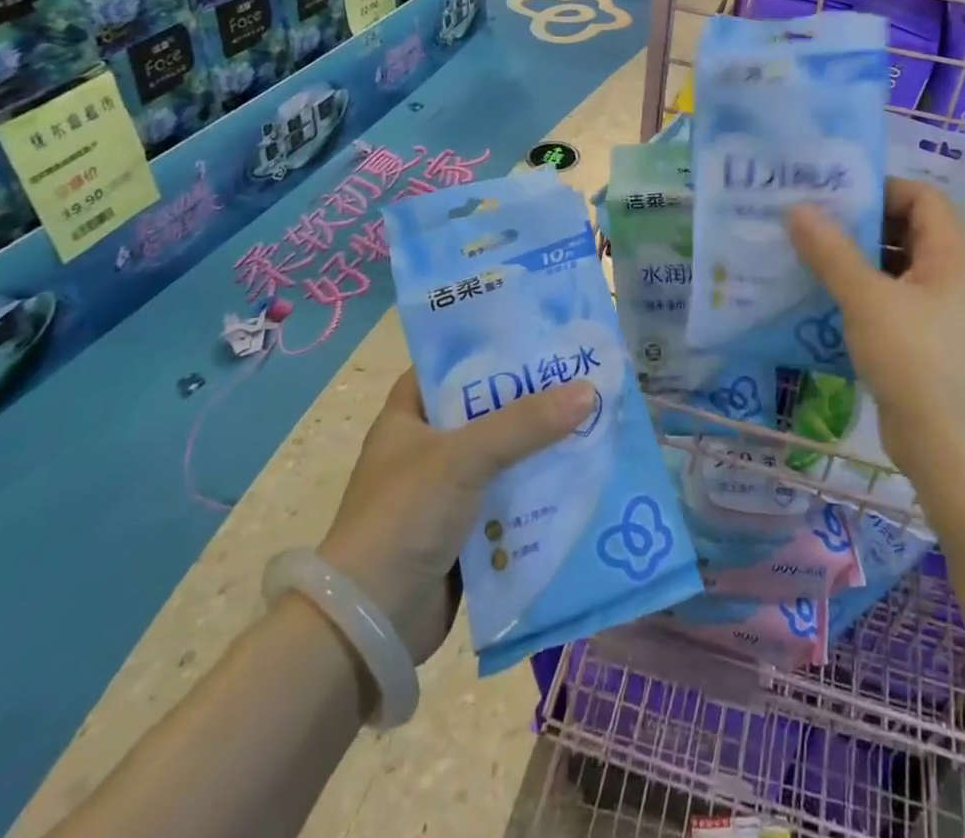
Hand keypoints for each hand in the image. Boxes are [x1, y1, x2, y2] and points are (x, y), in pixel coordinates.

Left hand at [316, 369, 593, 663]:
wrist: (371, 625)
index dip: (492, 350)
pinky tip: (579, 478)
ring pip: (503, 457)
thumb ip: (525, 423)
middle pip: (487, 411)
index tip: (540, 338)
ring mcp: (445, 493)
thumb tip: (588, 391)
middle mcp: (426, 448)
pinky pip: (509, 500)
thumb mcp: (464, 457)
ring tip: (593, 422)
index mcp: (408, 416)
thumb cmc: (404, 518)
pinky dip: (538, 492)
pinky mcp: (464, 533)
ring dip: (540, 448)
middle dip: (531, 401)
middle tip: (582, 379)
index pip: (452, 366)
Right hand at [787, 178, 964, 477]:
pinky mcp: (932, 339)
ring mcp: (947, 309)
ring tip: (809, 258)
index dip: (879, 189)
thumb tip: (796, 209)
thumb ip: (830, 251)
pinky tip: (825, 300)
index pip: (921, 195)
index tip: (833, 197)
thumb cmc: (915, 359)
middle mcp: (959, 273)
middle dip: (860, 225)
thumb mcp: (866, 298)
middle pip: (909, 229)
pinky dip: (865, 293)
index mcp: (957, 252)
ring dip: (858, 261)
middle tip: (811, 223)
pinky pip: (896, 299)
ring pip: (899, 267)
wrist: (951, 448)